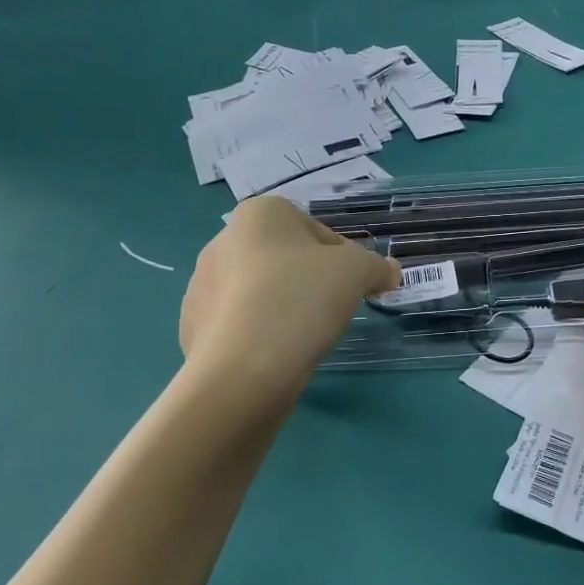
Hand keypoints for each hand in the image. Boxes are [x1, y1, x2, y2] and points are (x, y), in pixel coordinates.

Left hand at [180, 197, 398, 390]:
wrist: (242, 369)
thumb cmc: (301, 300)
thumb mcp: (356, 273)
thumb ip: (376, 267)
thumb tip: (389, 271)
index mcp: (259, 215)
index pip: (316, 229)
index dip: (343, 257)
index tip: (354, 286)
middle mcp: (223, 241)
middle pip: (286, 258)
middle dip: (310, 280)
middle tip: (332, 310)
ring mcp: (201, 285)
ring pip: (260, 291)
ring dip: (284, 306)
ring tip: (303, 336)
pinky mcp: (193, 326)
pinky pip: (238, 323)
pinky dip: (259, 334)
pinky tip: (275, 354)